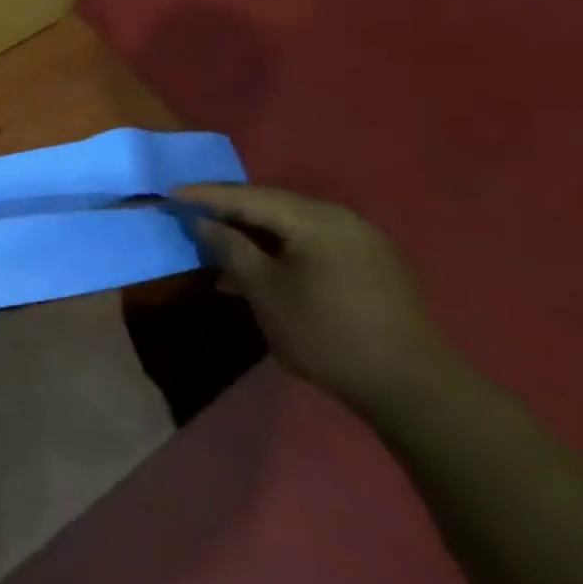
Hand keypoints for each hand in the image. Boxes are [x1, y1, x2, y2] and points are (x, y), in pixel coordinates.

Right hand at [173, 183, 453, 416]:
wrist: (412, 388)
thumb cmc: (327, 334)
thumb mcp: (266, 292)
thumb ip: (231, 250)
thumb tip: (204, 223)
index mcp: (314, 220)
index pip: (247, 196)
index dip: (206, 196)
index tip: (170, 194)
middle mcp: (339, 219)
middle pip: (271, 206)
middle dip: (229, 213)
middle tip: (192, 217)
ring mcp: (359, 241)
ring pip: (291, 227)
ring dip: (254, 236)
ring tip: (220, 253)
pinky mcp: (370, 265)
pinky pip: (312, 244)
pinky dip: (280, 251)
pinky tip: (261, 274)